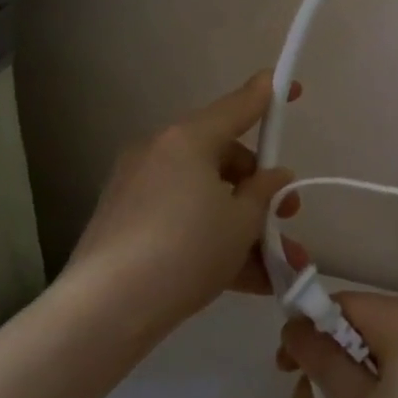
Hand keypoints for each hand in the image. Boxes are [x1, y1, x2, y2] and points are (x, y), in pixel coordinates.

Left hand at [65, 72, 306, 333]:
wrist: (104, 311)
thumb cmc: (186, 251)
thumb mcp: (241, 223)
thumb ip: (265, 193)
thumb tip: (274, 177)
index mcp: (188, 138)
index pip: (239, 105)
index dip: (269, 95)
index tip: (292, 87)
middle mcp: (160, 152)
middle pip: (222, 156)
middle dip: (258, 187)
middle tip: (286, 215)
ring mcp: (137, 187)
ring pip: (203, 195)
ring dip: (241, 224)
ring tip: (277, 265)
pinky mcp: (123, 222)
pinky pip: (180, 219)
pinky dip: (210, 239)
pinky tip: (247, 279)